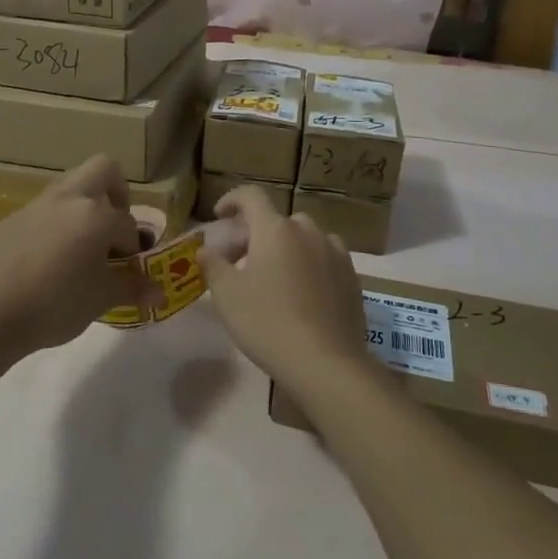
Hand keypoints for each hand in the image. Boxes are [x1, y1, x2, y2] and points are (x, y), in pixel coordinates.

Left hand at [0, 155, 147, 353]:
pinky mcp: (12, 219)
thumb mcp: (101, 299)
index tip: (127, 270)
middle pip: (103, 169)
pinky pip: (43, 211)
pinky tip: (47, 259)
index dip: (132, 248)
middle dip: (116, 191)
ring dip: (83, 205)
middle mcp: (69, 199)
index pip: (127, 224)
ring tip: (81, 245)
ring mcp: (37, 205)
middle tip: (113, 225)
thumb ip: (132, 287)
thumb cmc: (57, 303)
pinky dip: (55, 224)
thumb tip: (158, 292)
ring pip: (70, 186)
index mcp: (97, 214)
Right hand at [200, 186, 367, 386]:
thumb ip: (213, 265)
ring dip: (287, 247)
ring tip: (275, 276)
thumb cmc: (268, 322)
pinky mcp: (351, 276)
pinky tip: (303, 292)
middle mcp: (307, 231)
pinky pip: (325, 258)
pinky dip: (310, 264)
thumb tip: (206, 250)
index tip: (220, 214)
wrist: (326, 362)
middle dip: (258, 233)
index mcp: (275, 229)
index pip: (251, 196)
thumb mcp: (227, 295)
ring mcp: (335, 252)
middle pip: (278, 220)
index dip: (232, 199)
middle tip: (242, 259)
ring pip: (305, 238)